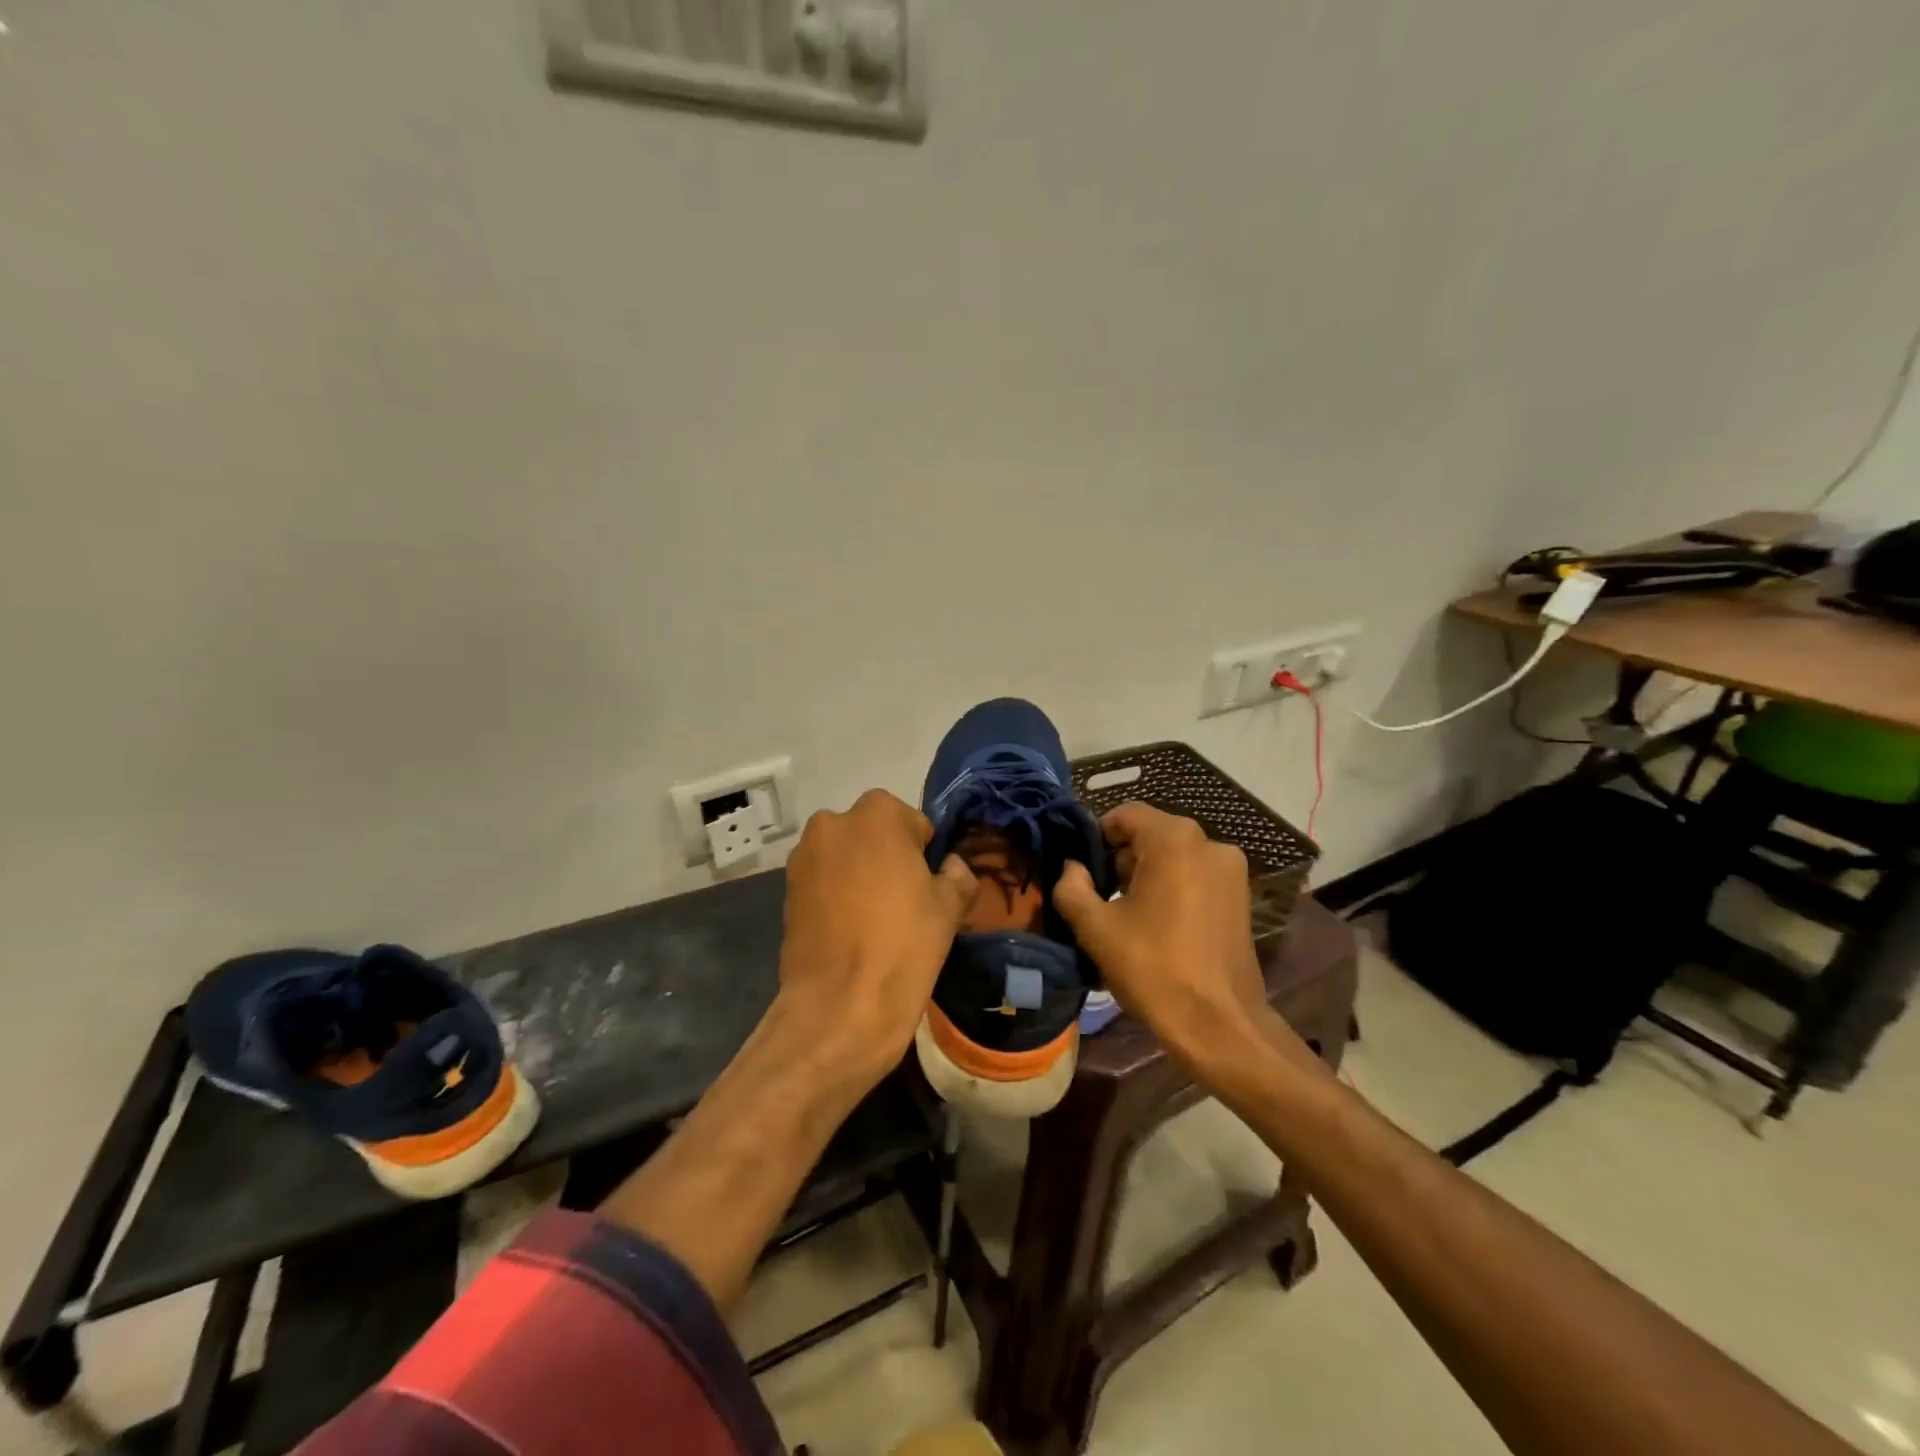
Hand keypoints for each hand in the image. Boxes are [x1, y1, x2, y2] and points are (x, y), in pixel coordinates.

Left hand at [773, 789, 976, 1092]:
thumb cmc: (904, 944)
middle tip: (902, 901)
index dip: (924, 855)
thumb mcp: (949, 908)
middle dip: (886, 857)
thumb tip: (952, 867)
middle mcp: (833, 823)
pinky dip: (835, 896)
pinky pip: (822, 882)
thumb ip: (958, 875)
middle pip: (873, 835)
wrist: (841, 1004)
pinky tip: (848, 931)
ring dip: (858, 875)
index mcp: (878, 814)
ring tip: (873, 920)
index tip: (927, 886)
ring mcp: (803, 857)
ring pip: (844, 857)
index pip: (913, 824)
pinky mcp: (785, 890)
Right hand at [1054, 803, 1309, 1076]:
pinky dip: (1172, 888)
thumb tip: (1071, 867)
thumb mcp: (1096, 928)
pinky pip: (1195, 876)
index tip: (1081, 871)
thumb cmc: (1153, 970)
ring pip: (1173, 856)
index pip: (1124, 815)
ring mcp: (1231, 870)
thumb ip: (1072, 887)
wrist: (1221, 1026)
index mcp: (1174, 840)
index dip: (1096, 837)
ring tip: (1126, 915)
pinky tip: (1158, 925)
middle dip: (1120, 859)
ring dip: (1145, 875)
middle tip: (1099, 897)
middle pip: (1150, 834)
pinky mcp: (1241, 897)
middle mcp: (1209, 843)